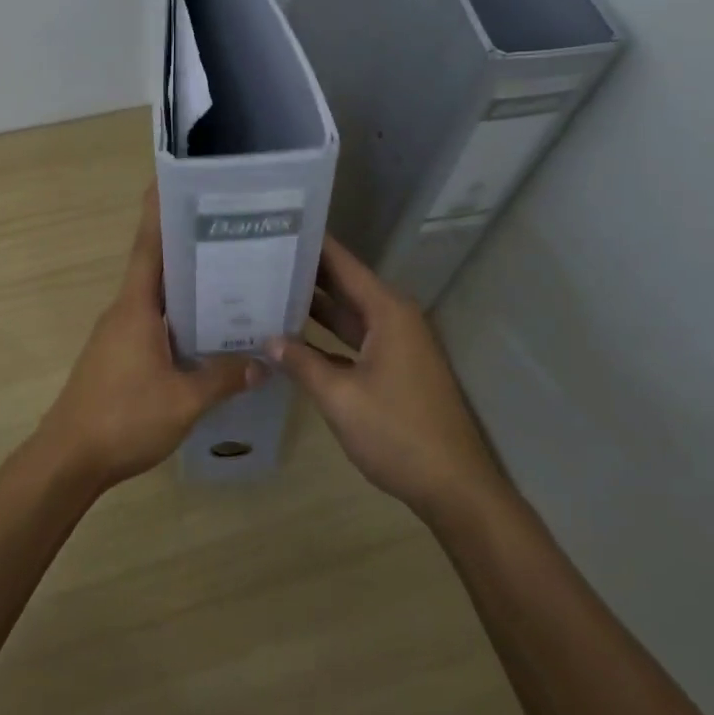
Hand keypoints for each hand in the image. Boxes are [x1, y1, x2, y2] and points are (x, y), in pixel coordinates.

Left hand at [35, 185, 264, 491]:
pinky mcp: (119, 355)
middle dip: (188, 244)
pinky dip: (179, 315)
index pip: (149, 246)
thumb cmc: (123, 418)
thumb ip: (223, 377)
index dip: (160, 211)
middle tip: (231, 229)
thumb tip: (263, 362)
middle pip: (157, 266)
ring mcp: (119, 333)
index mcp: (136, 306)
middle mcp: (125, 310)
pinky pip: (153, 322)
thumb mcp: (184, 400)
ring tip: (231, 275)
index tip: (175, 180)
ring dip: (186, 283)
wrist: (69, 458)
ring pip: (157, 297)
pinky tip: (207, 330)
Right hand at [271, 236, 509, 522]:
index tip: (277, 226)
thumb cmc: (398, 433)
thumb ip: (301, 363)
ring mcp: (395, 345)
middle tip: (259, 259)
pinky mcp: (393, 369)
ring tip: (266, 291)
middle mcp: (393, 318)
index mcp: (388, 311)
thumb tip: (267, 339)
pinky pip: (353, 340)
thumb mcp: (340, 397)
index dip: (312, 244)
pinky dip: (325, 338)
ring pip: (347, 315)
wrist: (454, 487)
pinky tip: (291, 339)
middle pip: (343, 285)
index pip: (343, 264)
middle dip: (305, 274)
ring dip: (312, 308)